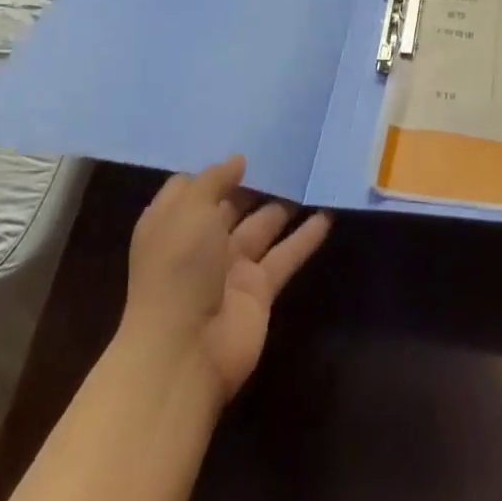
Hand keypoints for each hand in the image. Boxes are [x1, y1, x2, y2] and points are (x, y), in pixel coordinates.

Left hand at [119, 155, 331, 402]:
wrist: (182, 352)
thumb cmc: (177, 268)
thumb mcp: (189, 209)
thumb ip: (215, 179)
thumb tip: (238, 160)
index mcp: (173, 222)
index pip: (193, 187)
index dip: (215, 170)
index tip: (244, 147)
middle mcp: (201, 242)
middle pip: (232, 204)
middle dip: (256, 181)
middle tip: (290, 152)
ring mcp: (231, 268)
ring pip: (263, 226)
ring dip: (285, 204)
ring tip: (312, 175)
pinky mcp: (259, 291)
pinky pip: (285, 255)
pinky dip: (305, 237)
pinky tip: (327, 214)